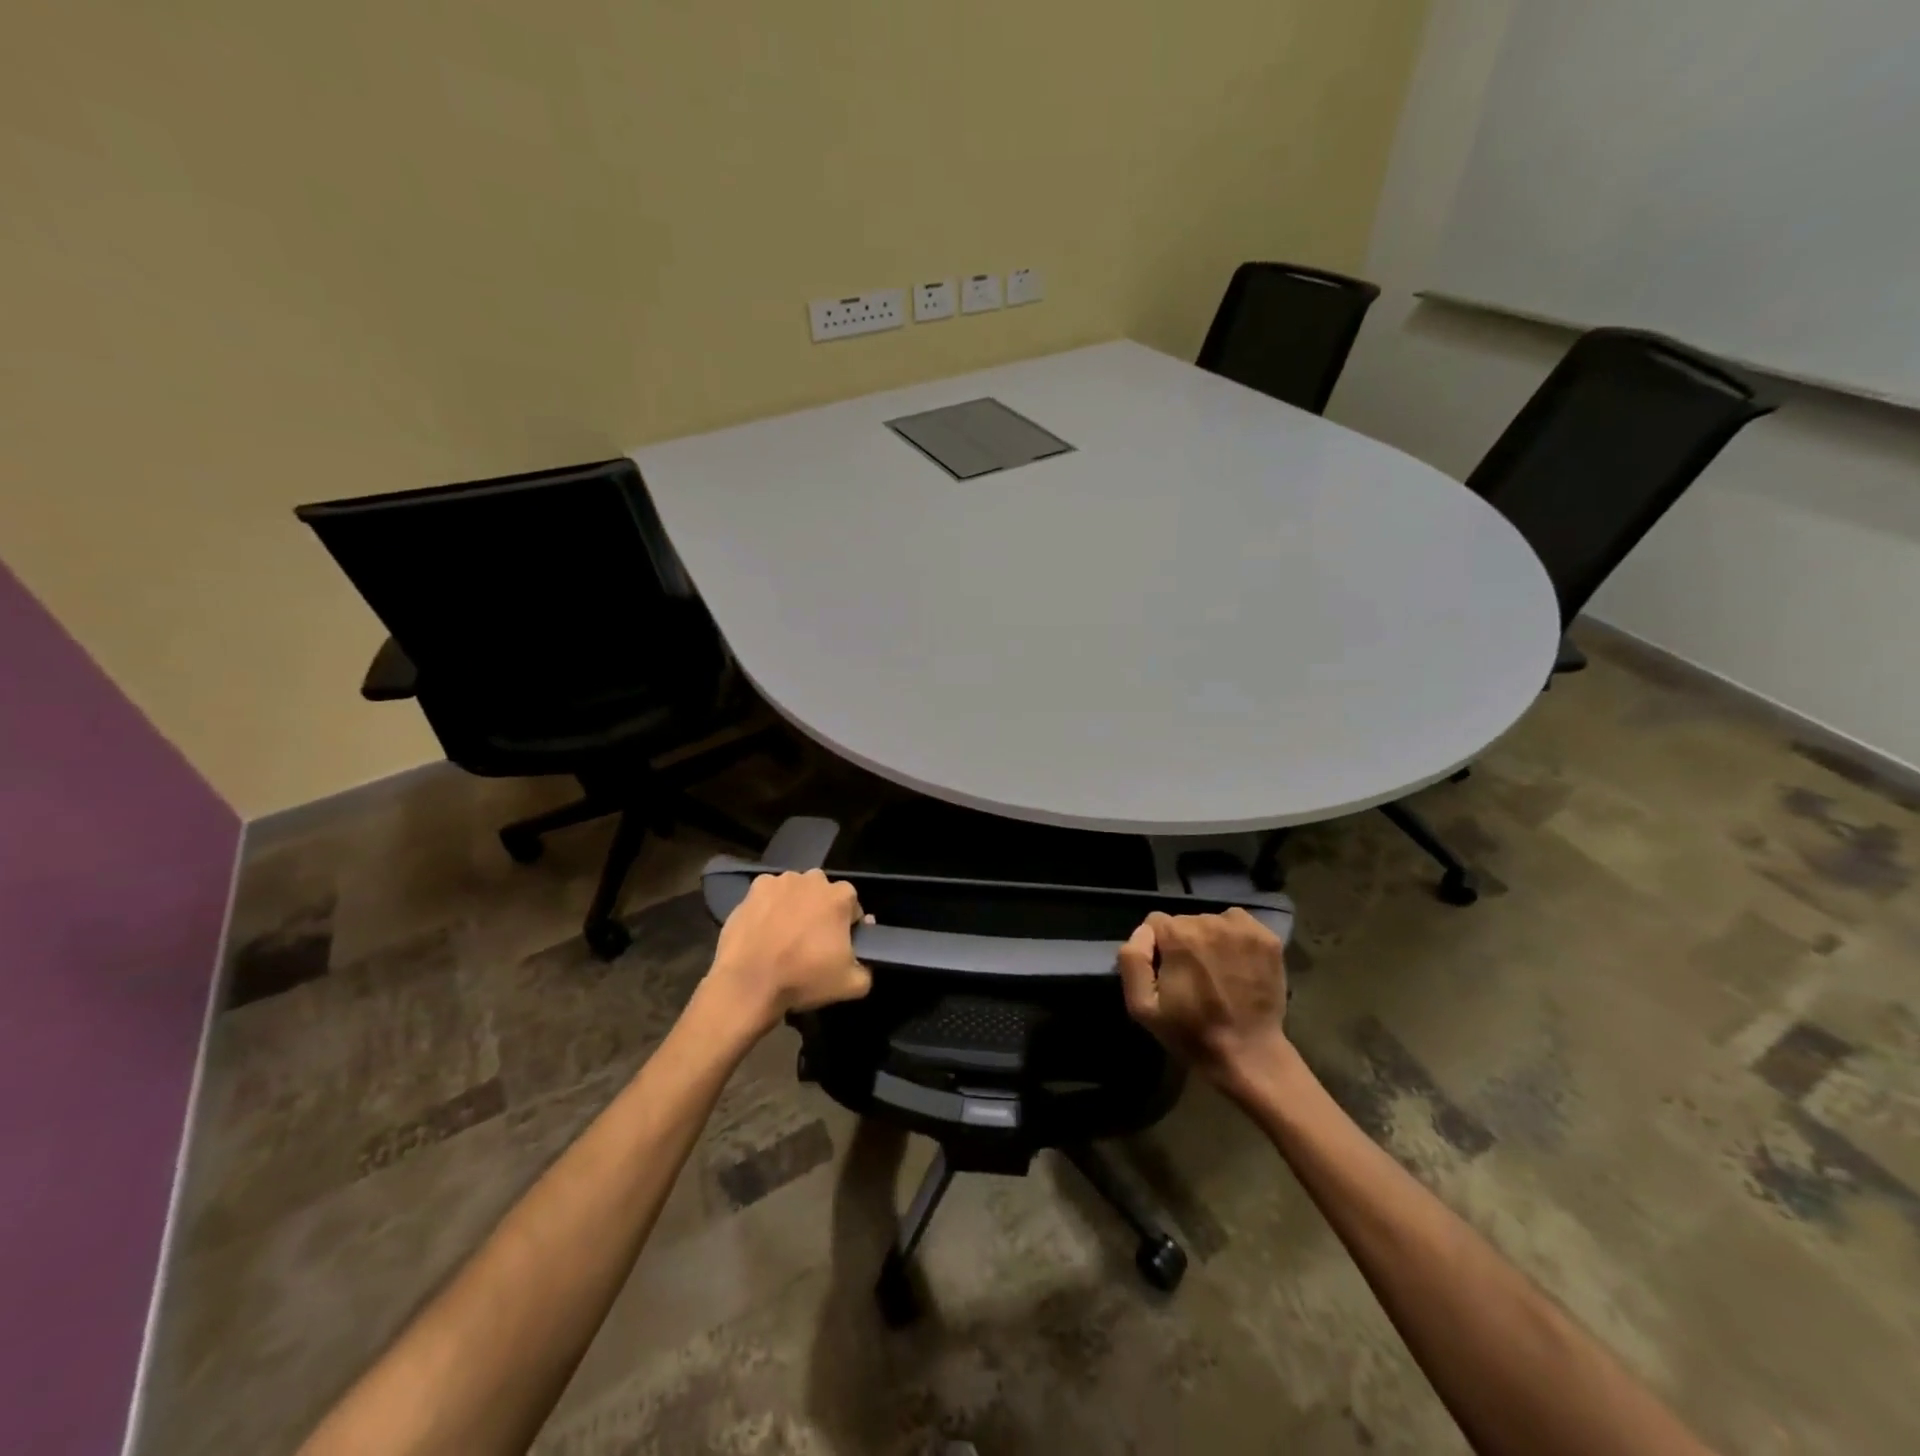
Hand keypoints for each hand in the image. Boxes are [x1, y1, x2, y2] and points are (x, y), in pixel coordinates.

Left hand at [703, 870, 871, 1037]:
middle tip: (811, 941)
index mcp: (840, 896)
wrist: (748, 984)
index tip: (838, 946)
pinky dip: (768, 907)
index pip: (852, 906)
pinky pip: (768, 895)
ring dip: (794, 906)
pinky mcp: (753, 889)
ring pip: (795, 891)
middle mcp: (813, 879)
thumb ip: (866, 969)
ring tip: (784, 936)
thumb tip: (862, 960)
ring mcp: (780, 881)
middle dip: (821, 911)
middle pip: (823, 894)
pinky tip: (763, 930)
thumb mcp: (851, 985)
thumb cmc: (803, 978)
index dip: (848, 926)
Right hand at [1117, 909, 1292, 1095]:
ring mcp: (1242, 929)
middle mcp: (1209, 921)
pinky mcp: (1267, 938)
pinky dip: (1236, 940)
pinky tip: (1238, 965)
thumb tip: (1144, 932)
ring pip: (1212, 922)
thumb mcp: (1141, 1005)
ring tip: (1218, 973)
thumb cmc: (1190, 1032)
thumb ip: (1132, 960)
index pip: (1156, 923)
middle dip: (1184, 944)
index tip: (1168, 974)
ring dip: (1210, 941)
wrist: (1247, 1054)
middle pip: (1185, 922)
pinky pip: (1240, 925)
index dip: (1158, 948)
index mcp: (1177, 934)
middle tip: (1194, 978)